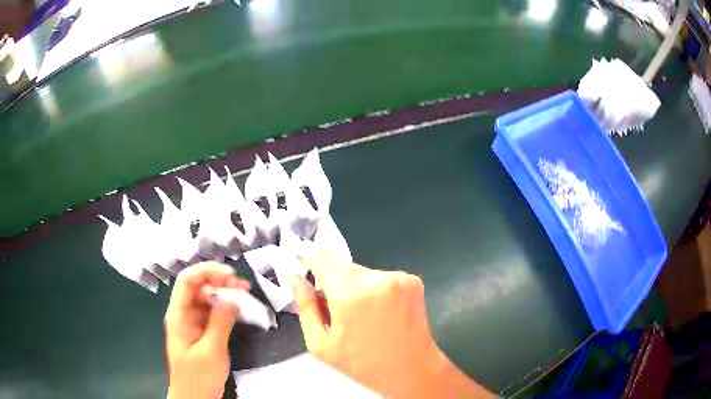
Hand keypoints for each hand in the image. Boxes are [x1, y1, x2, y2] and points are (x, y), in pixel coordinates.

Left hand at [164, 262, 249, 398]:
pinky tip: (240, 310)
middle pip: (198, 286)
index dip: (207, 272)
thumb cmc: (198, 377)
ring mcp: (193, 323)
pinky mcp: (202, 332)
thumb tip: (232, 298)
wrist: (195, 398)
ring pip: (207, 298)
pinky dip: (226, 308)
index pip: (187, 281)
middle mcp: (184, 314)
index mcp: (178, 315)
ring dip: (225, 293)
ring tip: (245, 294)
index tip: (231, 275)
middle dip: (219, 281)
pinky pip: (213, 313)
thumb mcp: (211, 351)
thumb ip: (220, 322)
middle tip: (243, 286)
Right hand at [291, 251, 492, 398]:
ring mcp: (398, 277)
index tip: (297, 255)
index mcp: (350, 296)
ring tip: (358, 313)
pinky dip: (373, 288)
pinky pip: (381, 276)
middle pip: (341, 266)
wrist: (411, 370)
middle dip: (332, 280)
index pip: (322, 260)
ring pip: (361, 271)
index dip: (308, 257)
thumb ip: (305, 307)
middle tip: (332, 306)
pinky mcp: (412, 280)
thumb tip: (293, 276)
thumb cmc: (362, 364)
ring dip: (353, 285)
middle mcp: (376, 279)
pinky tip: (377, 310)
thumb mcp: (322, 344)